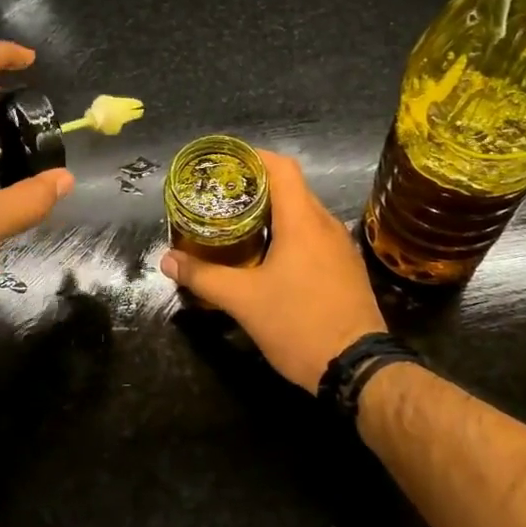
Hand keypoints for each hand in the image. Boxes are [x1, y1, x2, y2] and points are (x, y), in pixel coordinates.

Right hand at [160, 151, 386, 393]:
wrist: (358, 369)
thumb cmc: (299, 324)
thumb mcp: (243, 301)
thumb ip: (203, 276)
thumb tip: (167, 259)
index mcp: (303, 221)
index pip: (281, 167)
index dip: (253, 157)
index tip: (224, 164)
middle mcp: (326, 225)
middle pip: (291, 188)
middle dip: (256, 186)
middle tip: (221, 196)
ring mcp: (340, 247)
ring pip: (303, 214)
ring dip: (273, 213)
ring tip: (238, 223)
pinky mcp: (346, 268)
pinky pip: (314, 236)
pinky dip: (290, 234)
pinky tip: (269, 256)